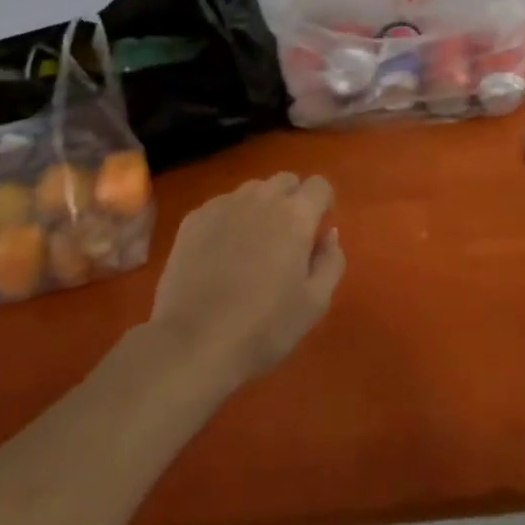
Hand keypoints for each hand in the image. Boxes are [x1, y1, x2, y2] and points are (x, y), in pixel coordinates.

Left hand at [149, 172, 345, 387]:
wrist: (193, 344)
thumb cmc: (263, 328)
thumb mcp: (315, 303)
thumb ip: (331, 261)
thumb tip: (328, 233)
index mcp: (295, 215)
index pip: (319, 185)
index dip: (323, 203)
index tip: (317, 229)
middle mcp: (261, 198)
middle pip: (285, 180)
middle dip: (293, 200)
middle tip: (287, 238)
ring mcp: (223, 205)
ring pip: (252, 190)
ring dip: (261, 206)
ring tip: (252, 244)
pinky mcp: (194, 219)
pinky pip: (221, 205)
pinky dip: (230, 219)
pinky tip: (221, 253)